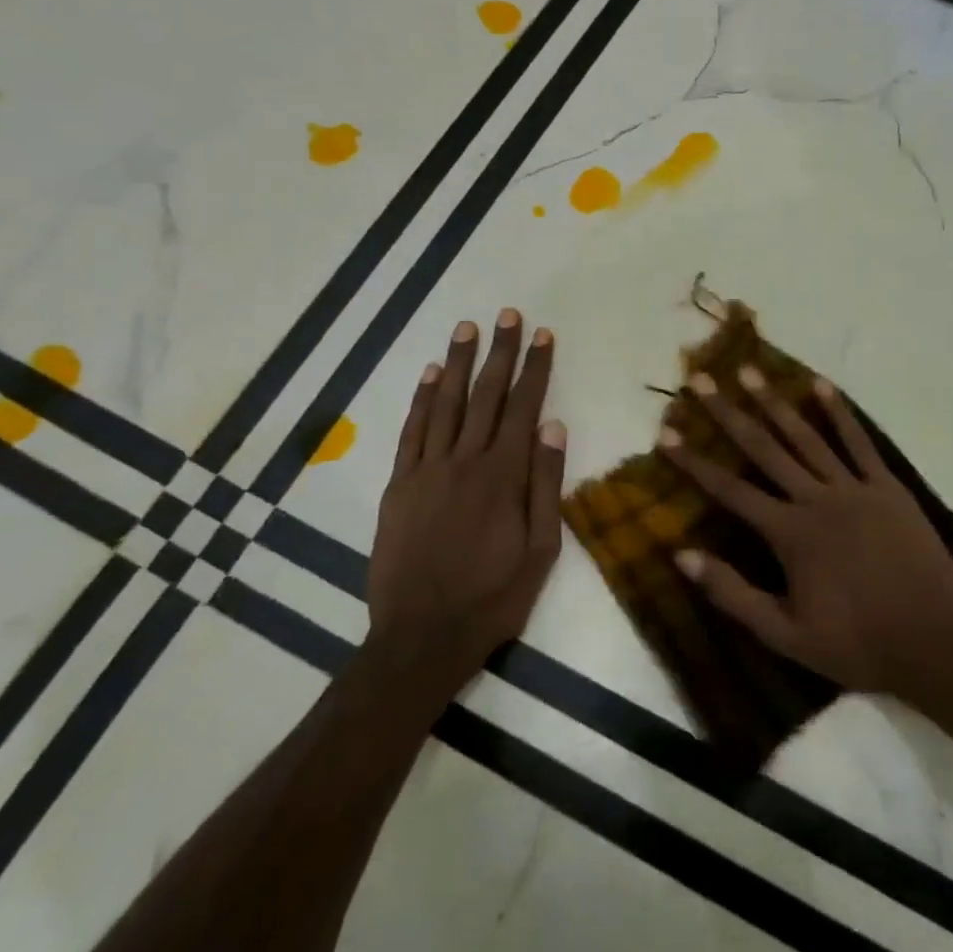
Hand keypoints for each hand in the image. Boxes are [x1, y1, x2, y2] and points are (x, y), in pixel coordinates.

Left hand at [364, 309, 565, 698]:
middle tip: (508, 315)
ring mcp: (427, 470)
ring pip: (446, 404)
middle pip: (487, 395)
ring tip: (468, 328)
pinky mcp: (399, 485)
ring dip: (459, 363)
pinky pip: (411, 431)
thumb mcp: (541, 549)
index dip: (536, 368)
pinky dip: (422, 399)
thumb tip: (554, 426)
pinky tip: (432, 375)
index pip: (524, 407)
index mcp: (504, 476)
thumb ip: (547, 485)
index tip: (543, 335)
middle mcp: (465, 461)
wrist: (422, 636)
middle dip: (500, 352)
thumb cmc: (494, 596)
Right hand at [657, 367, 952, 696]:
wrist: (934, 643)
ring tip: (751, 371)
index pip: (730, 489)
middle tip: (703, 380)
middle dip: (728, 413)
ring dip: (775, 401)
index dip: (694, 462)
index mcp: (789, 533)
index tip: (666, 434)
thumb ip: (733, 593)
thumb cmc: (856, 644)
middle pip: (764, 448)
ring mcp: (855, 488)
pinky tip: (822, 385)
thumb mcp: (785, 634)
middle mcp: (817, 499)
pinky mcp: (887, 488)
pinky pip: (860, 442)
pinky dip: (840, 412)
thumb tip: (682, 555)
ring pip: (807, 436)